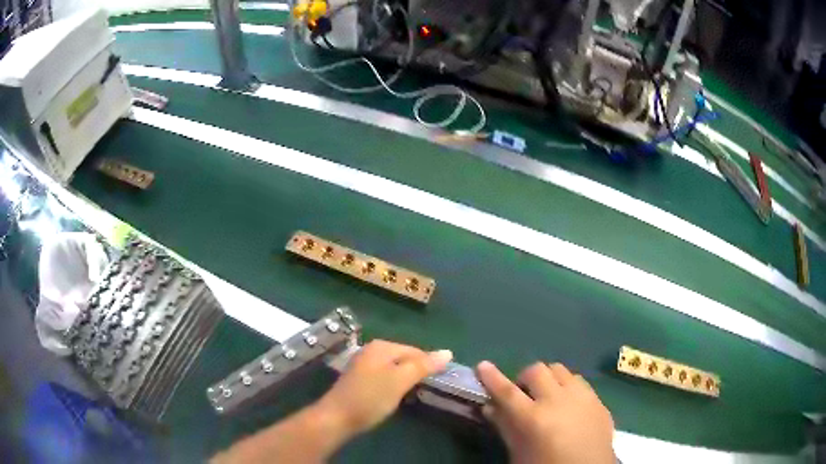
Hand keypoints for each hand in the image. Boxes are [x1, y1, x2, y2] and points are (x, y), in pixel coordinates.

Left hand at [316, 339, 452, 438]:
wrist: (336, 417)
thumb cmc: (371, 398)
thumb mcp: (400, 381)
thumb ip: (423, 366)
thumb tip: (447, 352)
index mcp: (381, 346)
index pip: (415, 350)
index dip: (430, 365)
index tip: (440, 382)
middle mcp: (371, 350)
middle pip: (404, 358)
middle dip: (417, 372)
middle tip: (428, 390)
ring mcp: (363, 364)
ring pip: (394, 368)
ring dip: (406, 380)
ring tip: (415, 394)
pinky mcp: (359, 379)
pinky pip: (384, 376)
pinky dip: (394, 385)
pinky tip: (396, 396)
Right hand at [477, 361, 614, 463]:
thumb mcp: (519, 453)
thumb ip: (505, 427)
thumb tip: (490, 407)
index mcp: (534, 419)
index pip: (508, 392)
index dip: (493, 378)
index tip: (482, 365)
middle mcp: (559, 401)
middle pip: (537, 370)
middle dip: (525, 378)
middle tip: (523, 395)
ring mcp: (583, 398)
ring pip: (561, 370)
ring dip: (549, 380)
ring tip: (548, 397)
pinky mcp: (598, 400)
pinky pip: (580, 382)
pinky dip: (568, 388)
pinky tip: (569, 405)